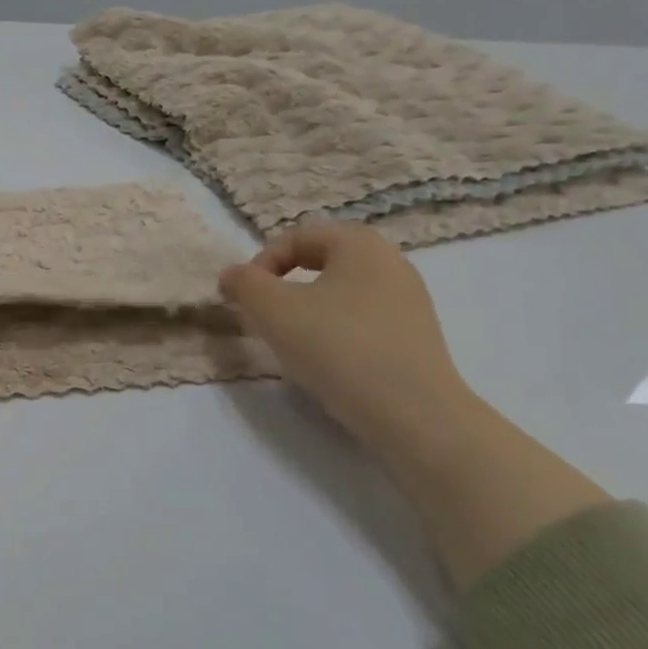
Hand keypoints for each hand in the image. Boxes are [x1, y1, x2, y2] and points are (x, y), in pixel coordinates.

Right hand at [218, 220, 471, 448]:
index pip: (298, 236)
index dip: (262, 262)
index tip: (246, 297)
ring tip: (291, 341)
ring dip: (307, 309)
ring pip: (341, 292)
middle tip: (264, 315)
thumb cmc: (336, 346)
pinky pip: (362, 320)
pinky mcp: (414, 337)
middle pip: (322, 261)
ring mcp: (409, 301)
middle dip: (284, 284)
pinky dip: (335, 331)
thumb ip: (243, 283)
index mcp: (360, 244)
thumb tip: (233, 275)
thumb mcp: (271, 310)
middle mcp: (391, 263)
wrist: (411, 412)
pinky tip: (325, 361)